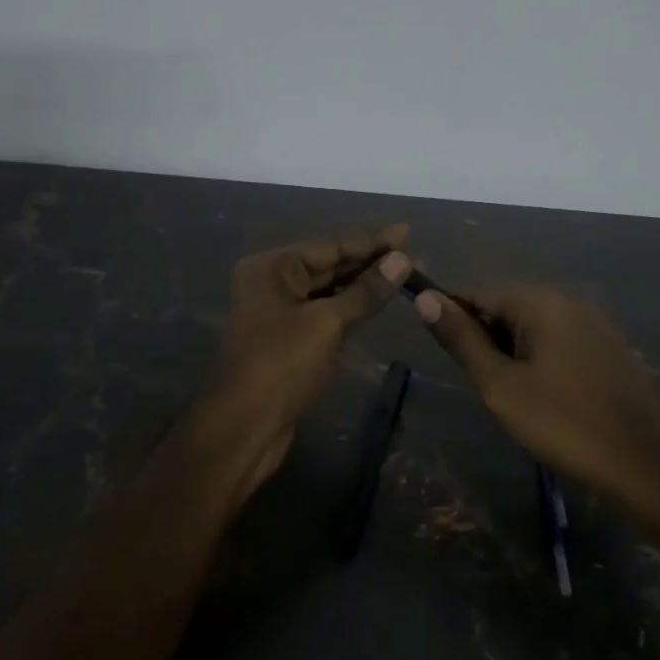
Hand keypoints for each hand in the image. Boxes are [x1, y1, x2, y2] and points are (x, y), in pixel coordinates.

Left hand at [208, 225, 411, 491]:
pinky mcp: (289, 341)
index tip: (407, 232)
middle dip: (370, 263)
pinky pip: (325, 314)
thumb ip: (365, 291)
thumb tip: (402, 259)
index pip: (330, 247)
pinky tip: (378, 302)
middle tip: (414, 256)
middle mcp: (271, 283)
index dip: (371, 242)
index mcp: (271, 268)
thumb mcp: (327, 323)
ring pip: (328, 292)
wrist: (244, 427)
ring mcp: (279, 313)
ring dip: (363, 286)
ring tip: (405, 275)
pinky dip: (351, 309)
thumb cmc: (282, 365)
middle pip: (328, 266)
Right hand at [415, 285, 659, 512]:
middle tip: (484, 385)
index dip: (455, 319)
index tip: (447, 355)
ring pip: (536, 327)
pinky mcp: (613, 348)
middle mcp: (570, 301)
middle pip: (509, 308)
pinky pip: (563, 342)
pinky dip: (544, 360)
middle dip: (487, 339)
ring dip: (515, 352)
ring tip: (513, 395)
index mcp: (541, 302)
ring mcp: (597, 324)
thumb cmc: (561, 422)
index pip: (479, 294)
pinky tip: (548, 396)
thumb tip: (425, 298)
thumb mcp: (499, 385)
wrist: (642, 463)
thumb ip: (462, 339)